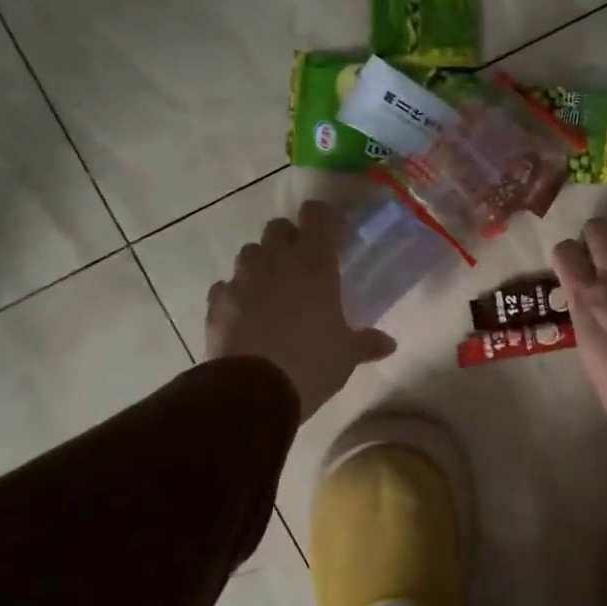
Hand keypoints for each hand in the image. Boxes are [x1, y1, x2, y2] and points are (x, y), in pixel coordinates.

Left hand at [206, 201, 395, 420]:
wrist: (253, 391)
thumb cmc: (311, 364)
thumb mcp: (346, 355)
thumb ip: (366, 343)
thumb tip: (389, 344)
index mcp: (314, 266)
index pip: (316, 215)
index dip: (322, 217)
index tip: (331, 232)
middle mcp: (276, 262)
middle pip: (277, 228)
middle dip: (288, 238)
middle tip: (300, 262)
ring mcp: (242, 280)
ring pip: (248, 253)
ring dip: (260, 263)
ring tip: (270, 288)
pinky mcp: (217, 302)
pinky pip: (225, 286)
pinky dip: (235, 294)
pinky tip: (243, 314)